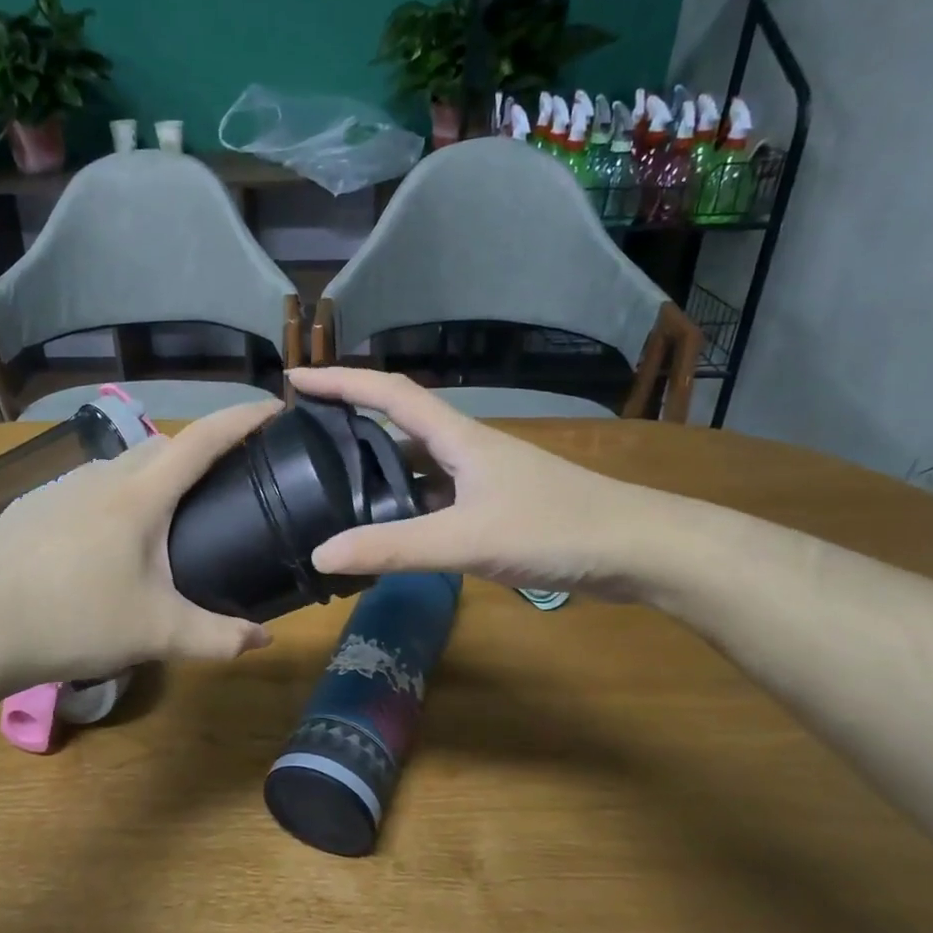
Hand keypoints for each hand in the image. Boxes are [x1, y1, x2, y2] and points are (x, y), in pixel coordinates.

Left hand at [0, 400, 280, 692]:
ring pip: (123, 465)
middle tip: (227, 479)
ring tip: (168, 517)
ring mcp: (62, 486)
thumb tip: (264, 641)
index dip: (244, 417)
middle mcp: (103, 475)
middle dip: (202, 450)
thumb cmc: (74, 621)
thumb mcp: (156, 634)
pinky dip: (116, 497)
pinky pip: (90, 487)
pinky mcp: (34, 504)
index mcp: (140, 495)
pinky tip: (107, 541)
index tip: (276, 408)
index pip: (204, 438)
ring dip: (155, 476)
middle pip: (165, 446)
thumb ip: (217, 636)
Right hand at [288, 368, 677, 597]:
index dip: (340, 380)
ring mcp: (481, 480)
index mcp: (457, 437)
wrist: (637, 550)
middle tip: (301, 442)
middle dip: (349, 424)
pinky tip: (386, 534)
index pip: (387, 392)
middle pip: (396, 425)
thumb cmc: (554, 528)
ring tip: (329, 491)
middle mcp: (464, 450)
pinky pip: (433, 500)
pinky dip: (403, 510)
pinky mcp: (493, 509)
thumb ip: (393, 548)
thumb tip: (321, 554)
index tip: (295, 378)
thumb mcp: (466, 539)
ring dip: (375, 473)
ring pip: (415, 468)